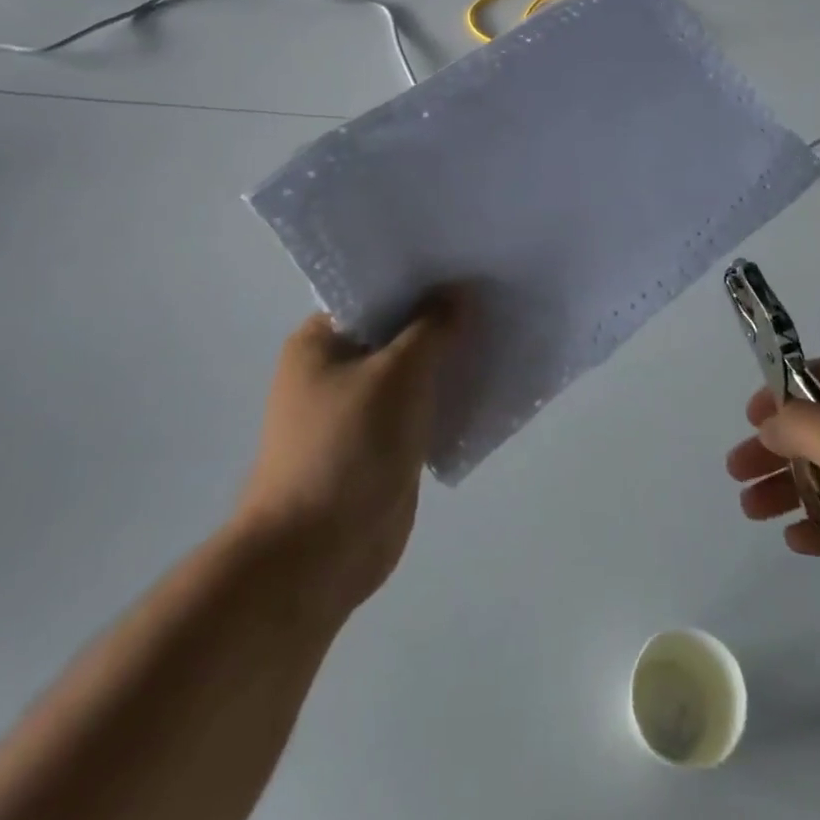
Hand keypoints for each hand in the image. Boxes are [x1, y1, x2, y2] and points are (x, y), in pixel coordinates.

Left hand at [231, 288, 470, 619]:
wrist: (318, 555)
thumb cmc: (348, 446)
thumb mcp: (397, 373)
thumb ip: (432, 327)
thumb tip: (459, 292)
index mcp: (320, 340)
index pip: (375, 292)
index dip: (420, 278)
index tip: (465, 264)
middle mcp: (335, 368)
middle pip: (397, 330)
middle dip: (441, 318)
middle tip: (492, 293)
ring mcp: (358, 408)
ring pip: (413, 369)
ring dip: (448, 358)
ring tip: (500, 330)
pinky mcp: (381, 443)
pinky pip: (420, 406)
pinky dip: (447, 395)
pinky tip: (487, 380)